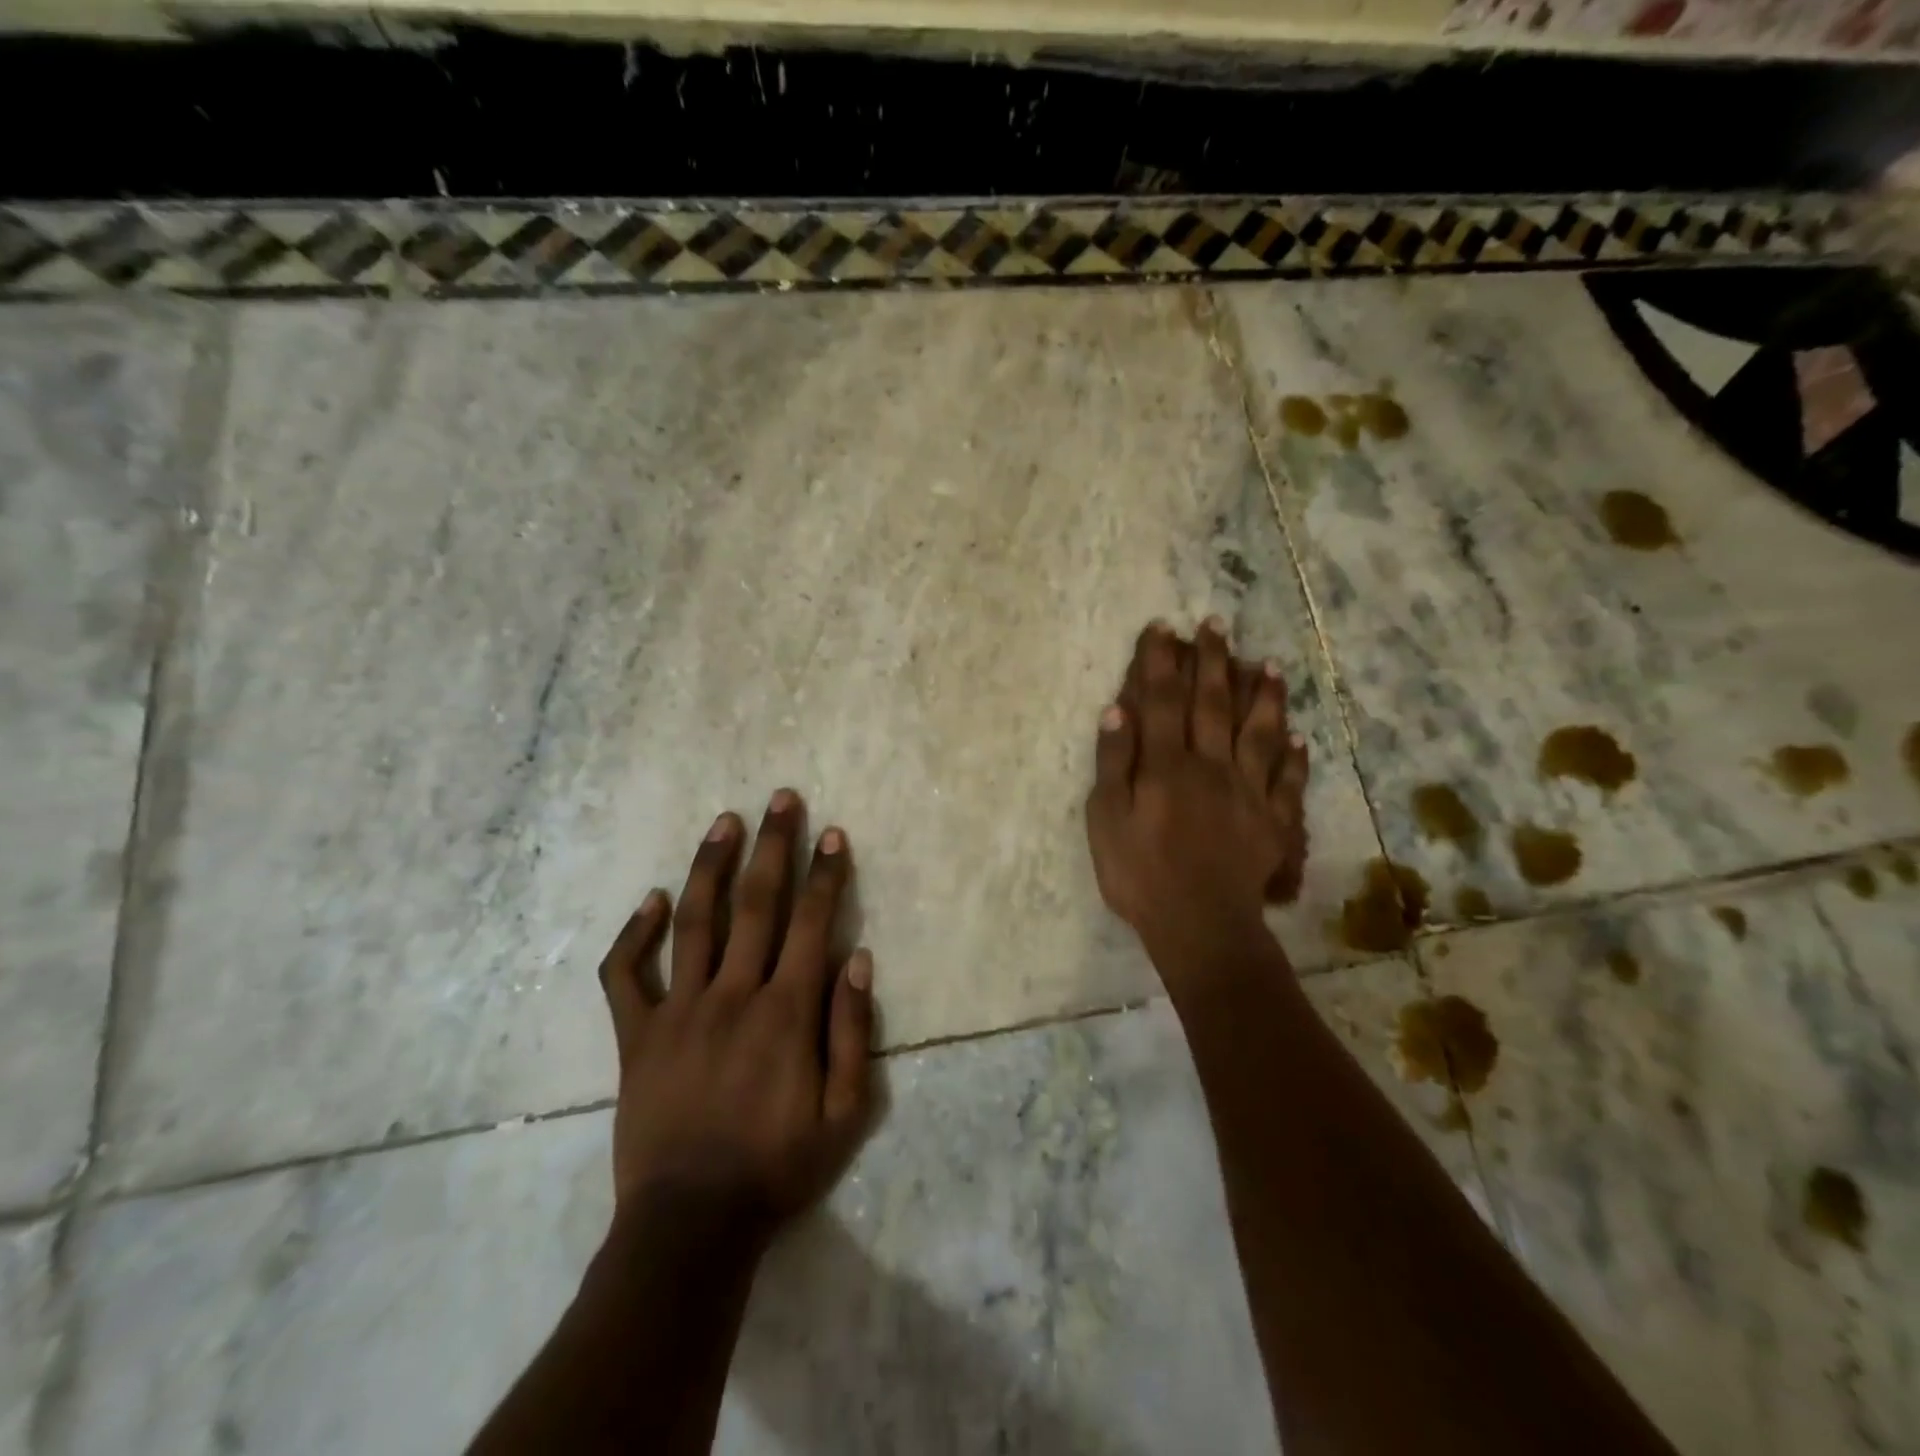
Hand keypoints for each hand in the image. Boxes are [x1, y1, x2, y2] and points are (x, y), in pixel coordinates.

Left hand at [597, 790, 874, 1247]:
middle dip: (774, 846)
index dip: (825, 874)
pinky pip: (626, 976)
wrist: (690, 1227)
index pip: (812, 923)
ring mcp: (678, 1012)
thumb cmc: (778, 1168)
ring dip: (711, 866)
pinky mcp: (636, 1037)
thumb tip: (858, 958)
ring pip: (694, 922)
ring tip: (724, 822)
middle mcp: (733, 995)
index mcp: (786, 1012)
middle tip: (781, 799)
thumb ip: (853, 1031)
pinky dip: (634, 935)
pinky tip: (650, 900)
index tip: (832, 834)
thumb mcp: (844, 1113)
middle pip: (757, 904)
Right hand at [1085, 619, 1309, 972]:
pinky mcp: (1273, 821)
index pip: (1162, 701)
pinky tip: (1298, 736)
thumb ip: (1113, 764)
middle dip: (1212, 661)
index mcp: (1167, 765)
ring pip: (1258, 732)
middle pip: (1212, 704)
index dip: (1161, 662)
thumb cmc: (1140, 874)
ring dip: (1262, 695)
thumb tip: (1117, 711)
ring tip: (1268, 663)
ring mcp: (1248, 792)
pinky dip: (1294, 755)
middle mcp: (1210, 766)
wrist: (1200, 926)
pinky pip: (1287, 780)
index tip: (1163, 627)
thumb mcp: (1106, 821)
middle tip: (1216, 624)